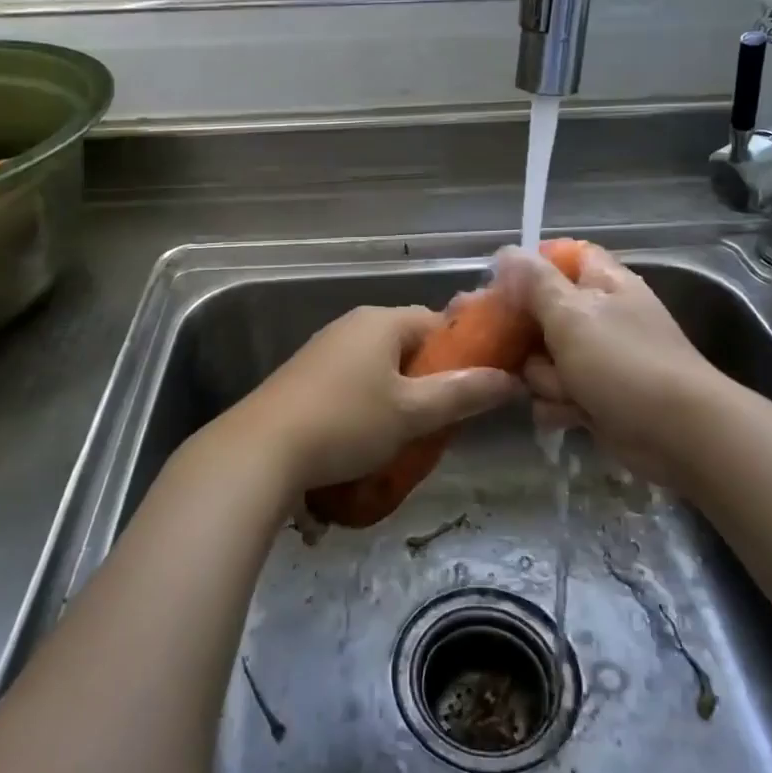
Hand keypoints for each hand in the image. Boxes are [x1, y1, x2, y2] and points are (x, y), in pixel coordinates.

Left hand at [218, 305, 518, 494]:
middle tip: (444, 420)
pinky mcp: (306, 377)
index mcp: (381, 321)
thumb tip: (510, 379)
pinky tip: (369, 439)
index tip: (476, 389)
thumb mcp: (412, 412)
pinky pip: (354, 382)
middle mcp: (353, 325)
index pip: (438, 323)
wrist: (261, 451)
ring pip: (381, 367)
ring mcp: (325, 350)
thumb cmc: (347, 422)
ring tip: (410, 436)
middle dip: (430, 380)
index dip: (463, 352)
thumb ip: (463, 393)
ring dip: (400, 397)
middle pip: (408, 345)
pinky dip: (370, 405)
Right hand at [493, 243, 720, 488]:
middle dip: (524, 335)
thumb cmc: (624, 363)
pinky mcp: (595, 396)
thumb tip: (507, 251)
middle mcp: (599, 315)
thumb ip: (535, 283)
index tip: (501, 286)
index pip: (562, 257)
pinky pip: (556, 393)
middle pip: (541, 312)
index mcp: (601, 283)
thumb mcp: (572, 315)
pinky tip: (569, 415)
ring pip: (543, 358)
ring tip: (564, 391)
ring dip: (543, 378)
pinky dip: (558, 405)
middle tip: (508, 347)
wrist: (679, 434)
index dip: (530, 268)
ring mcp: (598, 358)